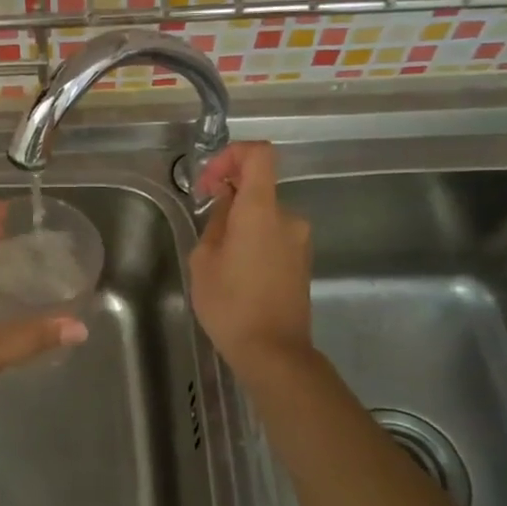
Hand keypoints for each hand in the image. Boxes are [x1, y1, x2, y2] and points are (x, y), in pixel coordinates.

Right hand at [189, 143, 315, 376]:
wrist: (274, 352)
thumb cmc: (230, 304)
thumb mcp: (204, 260)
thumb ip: (216, 222)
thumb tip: (227, 205)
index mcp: (262, 210)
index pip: (259, 154)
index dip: (232, 155)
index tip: (210, 181)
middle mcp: (288, 217)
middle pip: (258, 187)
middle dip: (229, 199)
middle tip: (205, 232)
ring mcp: (300, 239)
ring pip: (264, 214)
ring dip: (240, 223)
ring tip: (219, 260)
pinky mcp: (302, 260)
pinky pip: (274, 235)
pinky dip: (254, 240)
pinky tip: (238, 273)